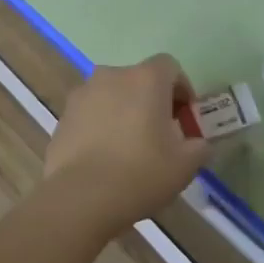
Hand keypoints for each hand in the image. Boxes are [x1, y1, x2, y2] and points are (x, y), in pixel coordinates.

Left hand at [44, 56, 209, 233]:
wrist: (80, 196)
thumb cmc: (141, 173)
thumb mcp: (185, 165)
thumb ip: (199, 147)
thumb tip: (199, 143)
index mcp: (145, 79)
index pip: (169, 66)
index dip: (181, 88)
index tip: (184, 118)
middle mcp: (112, 75)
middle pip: (138, 79)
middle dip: (151, 101)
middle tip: (160, 135)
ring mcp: (83, 93)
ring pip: (112, 95)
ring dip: (124, 111)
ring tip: (129, 148)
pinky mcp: (64, 114)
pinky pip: (90, 112)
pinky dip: (100, 125)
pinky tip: (104, 157)